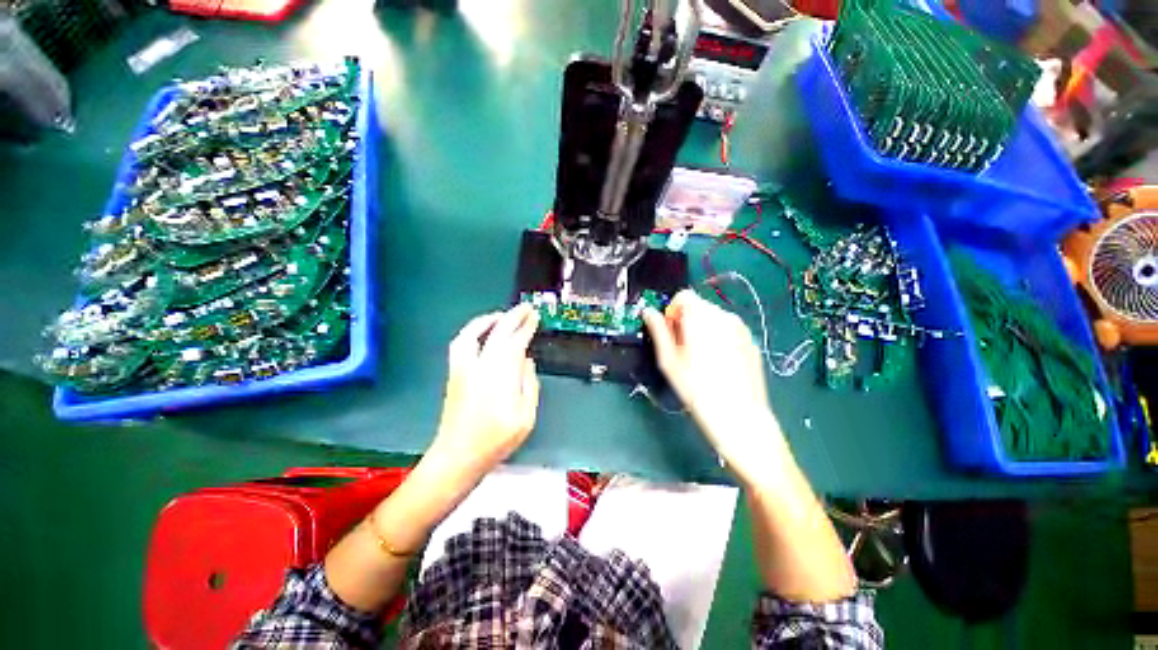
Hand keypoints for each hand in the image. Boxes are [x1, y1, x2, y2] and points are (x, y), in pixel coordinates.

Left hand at [428, 304, 540, 481]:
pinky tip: (481, 332)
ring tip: (503, 315)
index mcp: (501, 377)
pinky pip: (461, 343)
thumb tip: (527, 362)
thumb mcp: (526, 418)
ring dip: (490, 319)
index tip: (535, 317)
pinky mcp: (455, 372)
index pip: (516, 343)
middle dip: (514, 317)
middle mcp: (481, 366)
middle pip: (498, 332)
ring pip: (474, 333)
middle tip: (526, 308)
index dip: (526, 327)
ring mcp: (464, 368)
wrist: (458, 455)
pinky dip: (472, 331)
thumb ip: (529, 386)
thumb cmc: (496, 440)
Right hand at [643, 289, 786, 473]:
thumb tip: (648, 312)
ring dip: (702, 329)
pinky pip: (729, 331)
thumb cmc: (696, 388)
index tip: (669, 331)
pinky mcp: (751, 342)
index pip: (684, 296)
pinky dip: (719, 338)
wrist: (739, 416)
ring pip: (714, 319)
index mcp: (701, 317)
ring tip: (700, 358)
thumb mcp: (669, 360)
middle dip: (686, 320)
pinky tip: (718, 364)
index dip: (672, 310)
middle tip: (681, 348)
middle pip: (699, 306)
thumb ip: (658, 331)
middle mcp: (724, 316)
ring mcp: (741, 329)